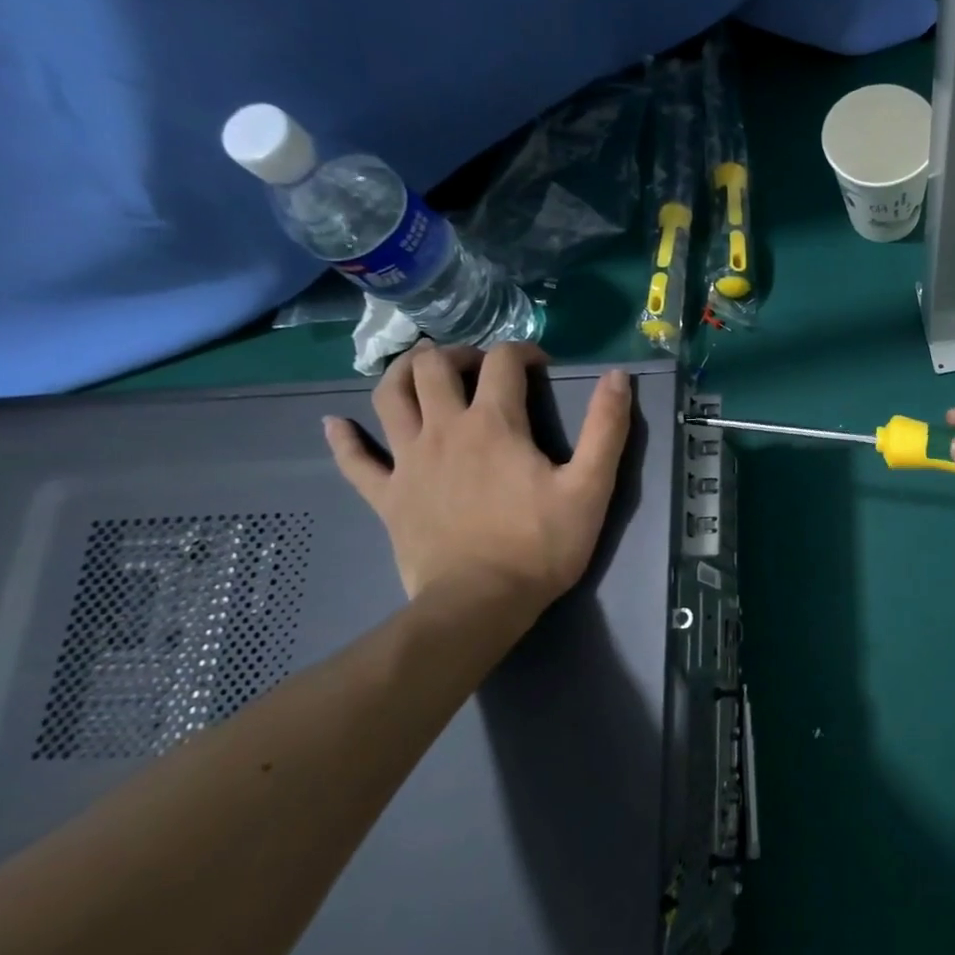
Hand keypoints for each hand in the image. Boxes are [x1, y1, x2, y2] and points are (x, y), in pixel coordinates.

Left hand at [324, 342, 631, 621]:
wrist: (481, 603)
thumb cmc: (541, 545)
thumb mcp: (590, 487)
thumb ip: (606, 428)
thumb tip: (618, 376)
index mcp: (494, 424)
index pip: (502, 362)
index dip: (522, 351)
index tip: (540, 365)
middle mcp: (444, 430)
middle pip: (434, 367)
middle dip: (458, 353)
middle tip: (479, 367)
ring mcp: (409, 462)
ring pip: (389, 397)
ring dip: (401, 373)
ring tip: (419, 370)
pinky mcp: (387, 496)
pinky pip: (355, 460)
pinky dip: (344, 439)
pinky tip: (335, 424)